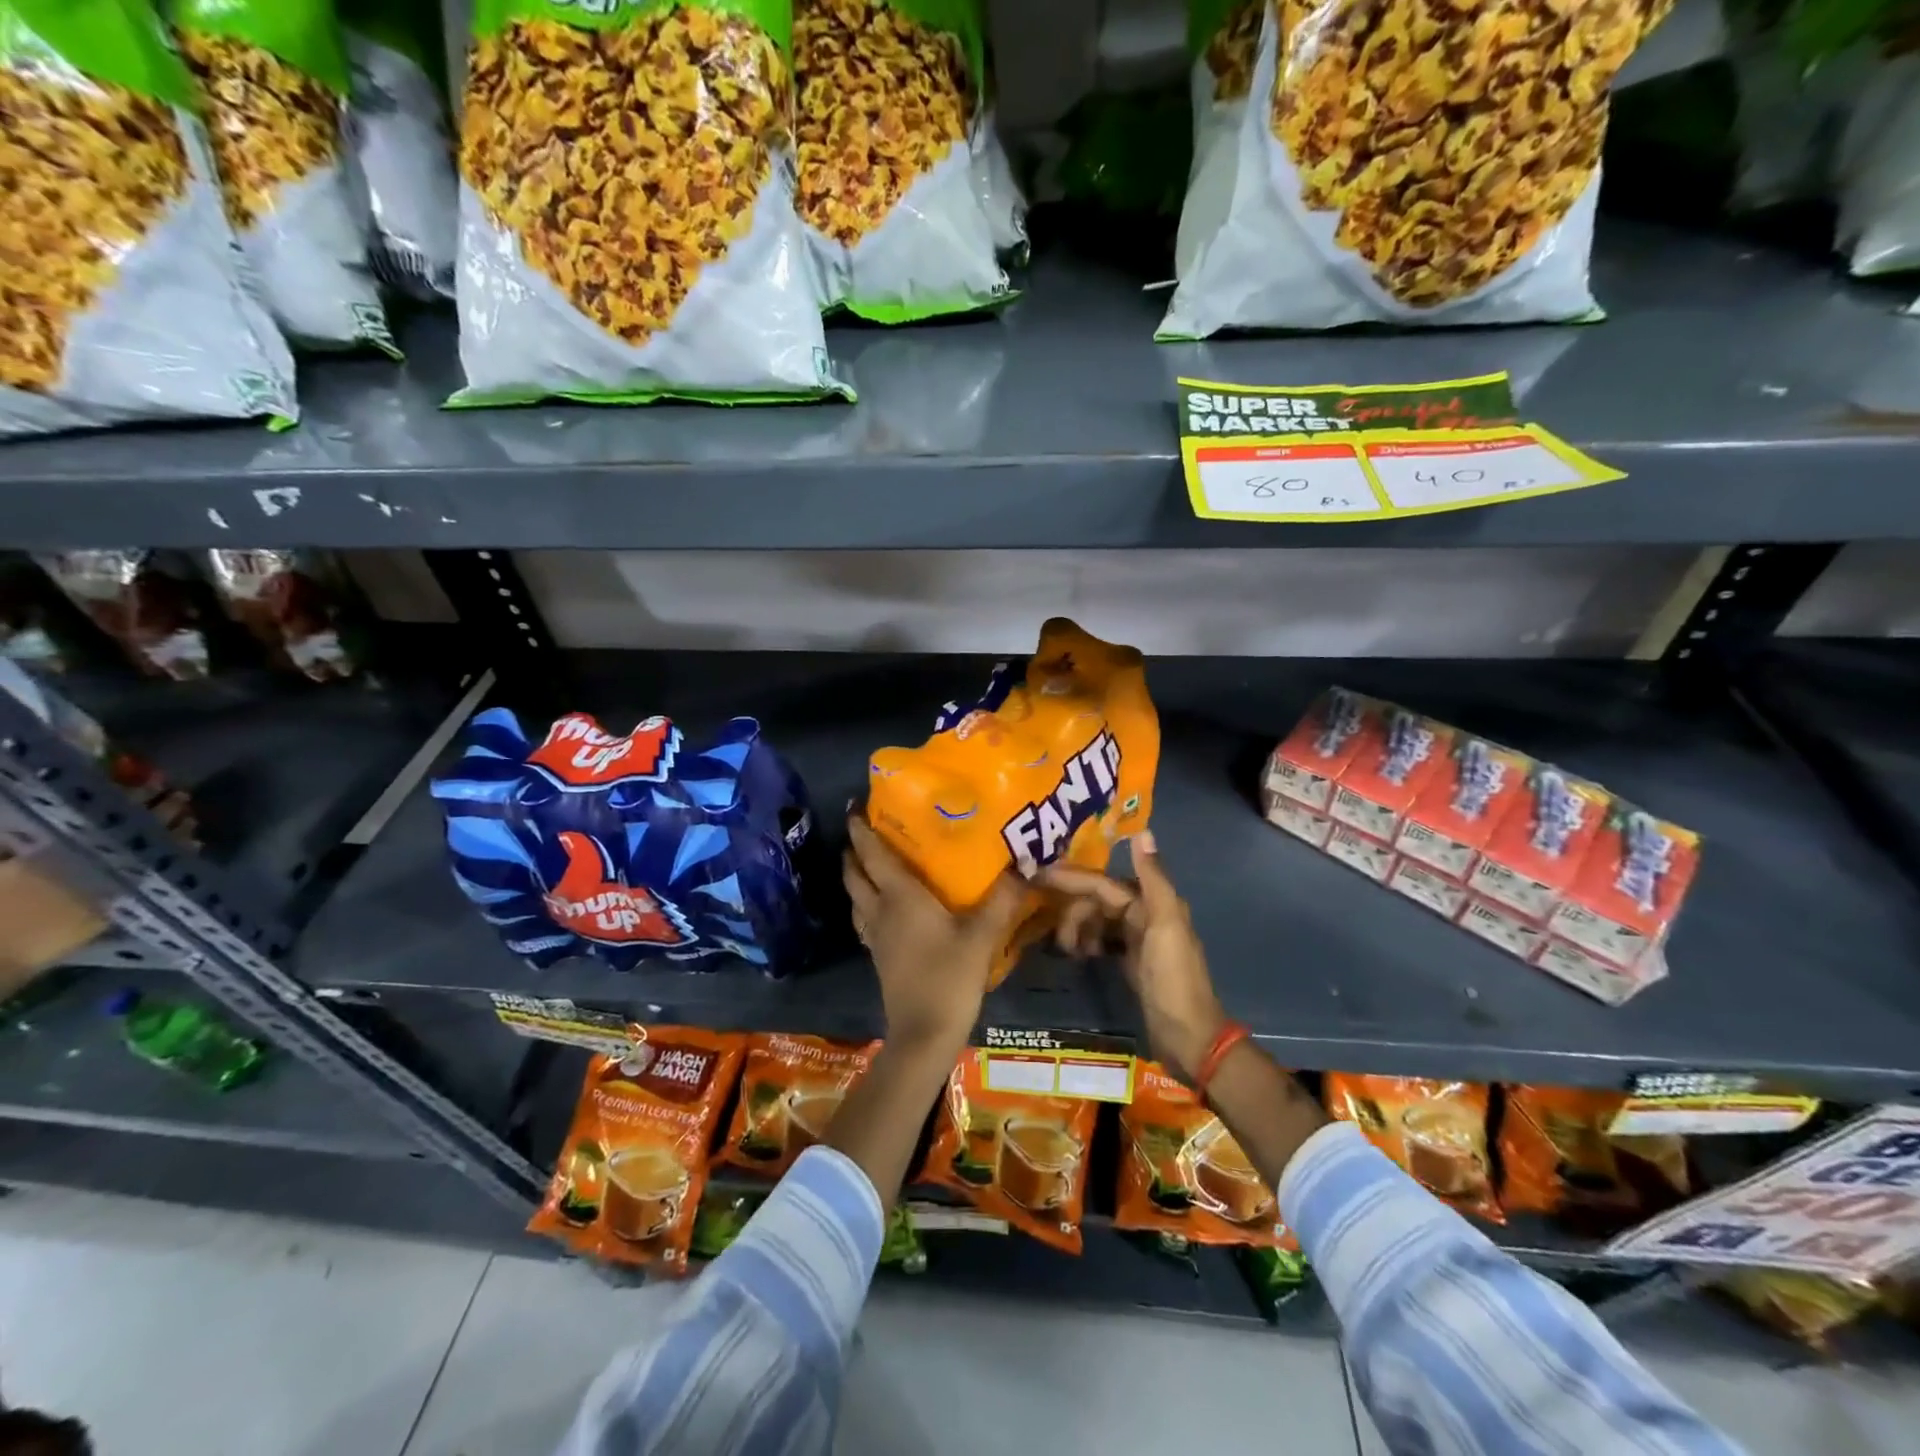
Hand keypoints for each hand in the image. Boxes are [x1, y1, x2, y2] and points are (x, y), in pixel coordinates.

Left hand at [843, 815, 1027, 1053]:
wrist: (923, 1035)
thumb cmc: (949, 978)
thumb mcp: (982, 936)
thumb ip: (1002, 899)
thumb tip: (1025, 863)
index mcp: (899, 897)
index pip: (872, 854)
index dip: (861, 829)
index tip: (854, 807)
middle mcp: (880, 910)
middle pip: (855, 874)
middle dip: (854, 850)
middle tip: (863, 829)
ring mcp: (876, 936)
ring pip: (856, 897)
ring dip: (856, 876)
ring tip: (869, 861)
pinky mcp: (880, 956)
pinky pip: (865, 918)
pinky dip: (866, 902)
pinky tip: (884, 906)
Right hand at [1041, 832, 1227, 1082]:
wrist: (1189, 1037)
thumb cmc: (1174, 979)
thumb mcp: (1165, 925)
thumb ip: (1153, 878)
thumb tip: (1141, 832)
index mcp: (1152, 902)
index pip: (1102, 882)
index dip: (1071, 878)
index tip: (1036, 875)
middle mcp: (1145, 913)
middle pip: (1097, 899)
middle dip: (1072, 909)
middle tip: (1052, 931)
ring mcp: (1137, 939)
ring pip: (1096, 919)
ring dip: (1077, 928)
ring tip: (1066, 950)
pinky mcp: (1130, 961)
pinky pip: (1100, 939)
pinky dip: (1086, 941)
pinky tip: (1076, 954)